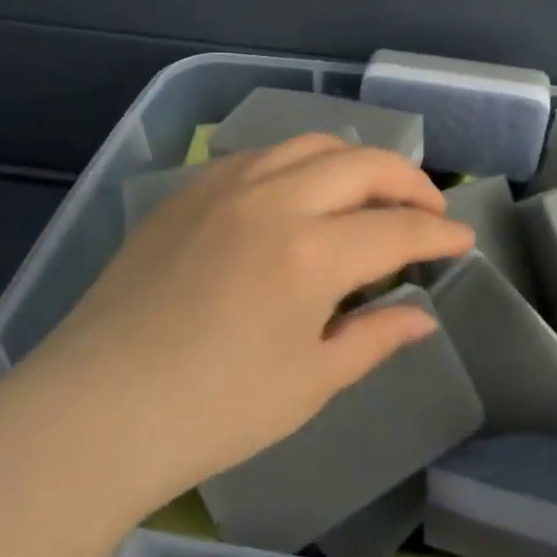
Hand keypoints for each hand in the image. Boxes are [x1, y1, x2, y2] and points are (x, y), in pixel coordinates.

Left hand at [16, 134, 474, 510]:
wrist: (93, 412)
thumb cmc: (212, 411)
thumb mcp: (310, 382)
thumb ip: (374, 338)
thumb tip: (423, 317)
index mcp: (310, 252)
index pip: (396, 228)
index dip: (438, 234)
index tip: (463, 240)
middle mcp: (273, 200)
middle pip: (362, 164)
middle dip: (408, 182)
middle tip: (428, 210)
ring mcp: (224, 188)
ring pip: (309, 145)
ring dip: (353, 162)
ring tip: (368, 193)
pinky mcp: (187, 193)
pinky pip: (259, 156)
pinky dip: (298, 164)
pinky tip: (298, 195)